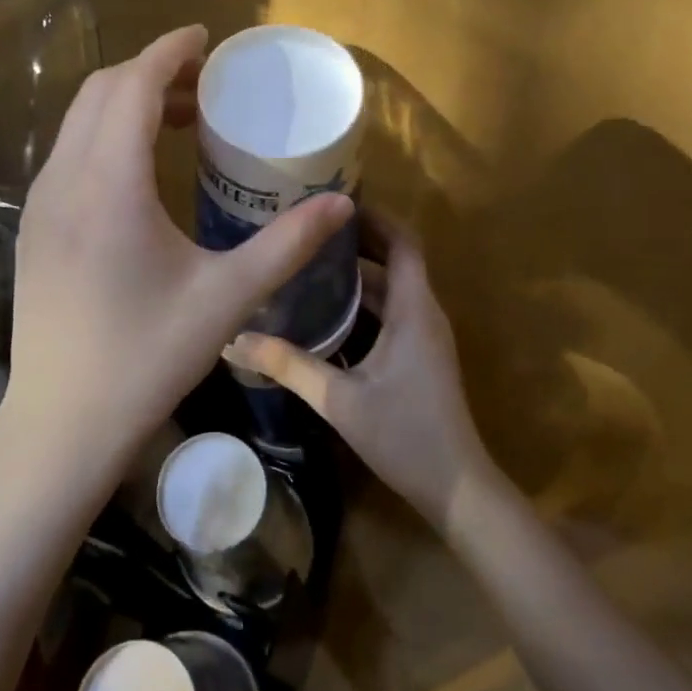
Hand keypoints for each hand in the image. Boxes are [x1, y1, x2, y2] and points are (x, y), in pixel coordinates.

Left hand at [0, 25, 353, 497]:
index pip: (132, 86)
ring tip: (180, 120)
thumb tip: (340, 203)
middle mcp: (64, 180)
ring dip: (126, 104)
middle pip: (101, 93)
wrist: (62, 422)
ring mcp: (40, 204)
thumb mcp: (226, 299)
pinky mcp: (34, 228)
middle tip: (205, 84)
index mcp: (109, 185)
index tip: (206, 38)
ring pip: (79, 123)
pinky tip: (141, 170)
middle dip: (152, 72)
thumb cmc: (147, 358)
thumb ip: (287, 244)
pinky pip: (69, 155)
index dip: (169, 51)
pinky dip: (105, 135)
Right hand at [227, 212, 495, 533]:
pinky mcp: (420, 355)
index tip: (334, 202)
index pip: (403, 242)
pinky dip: (364, 301)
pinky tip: (327, 309)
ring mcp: (425, 335)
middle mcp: (425, 312)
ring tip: (310, 261)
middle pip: (395, 260)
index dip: (375, 217)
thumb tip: (234, 340)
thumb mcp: (339, 399)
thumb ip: (289, 366)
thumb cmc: (404, 434)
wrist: (457, 488)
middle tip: (308, 230)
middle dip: (357, 241)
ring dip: (359, 272)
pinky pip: (392, 311)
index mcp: (414, 309)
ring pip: (393, 288)